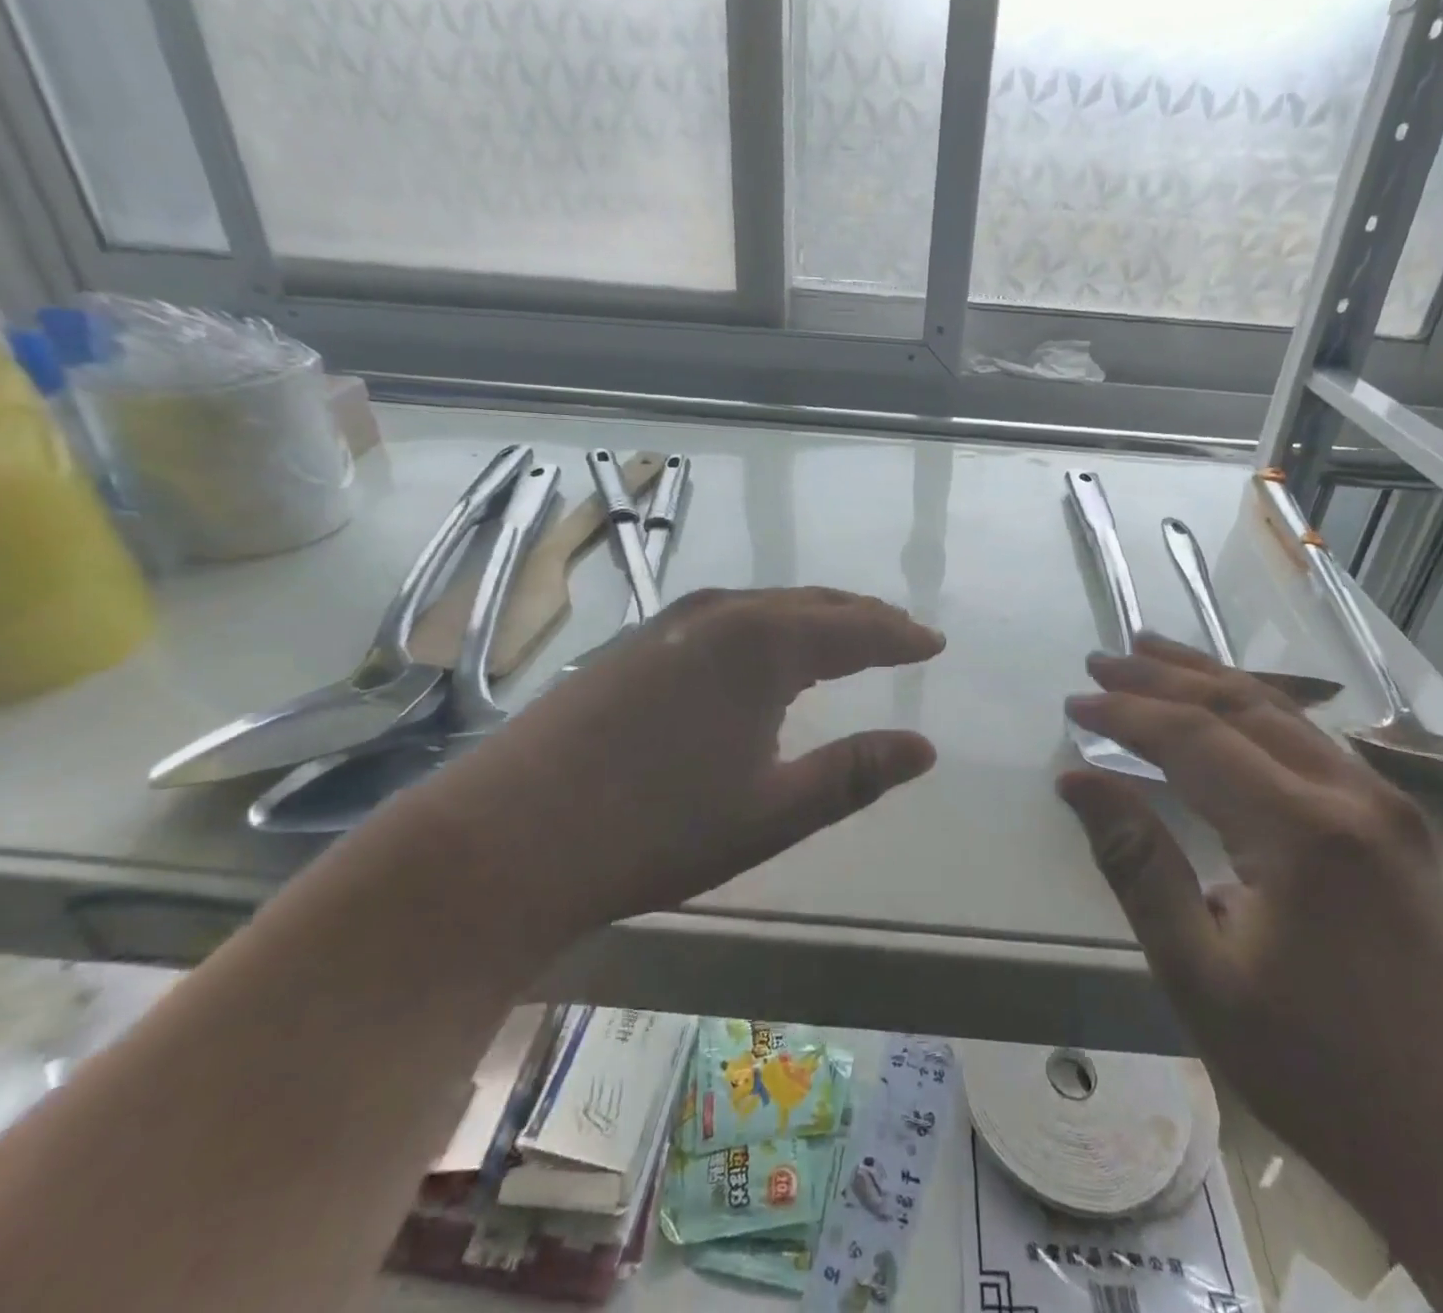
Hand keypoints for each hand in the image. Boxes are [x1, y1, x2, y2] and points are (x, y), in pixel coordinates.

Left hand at [412, 587, 942, 951]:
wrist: (507, 838)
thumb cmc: (656, 829)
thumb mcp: (773, 811)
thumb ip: (853, 773)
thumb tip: (925, 748)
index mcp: (763, 644)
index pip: (856, 630)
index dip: (900, 637)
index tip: (934, 641)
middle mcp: (720, 614)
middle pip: (812, 604)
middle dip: (863, 618)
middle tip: (901, 633)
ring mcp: (670, 623)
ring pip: (766, 606)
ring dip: (814, 617)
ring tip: (846, 634)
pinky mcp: (635, 642)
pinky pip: (727, 618)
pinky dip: (767, 626)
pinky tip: (764, 651)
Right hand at [1058, 634, 1442, 1213]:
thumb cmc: (1319, 1066)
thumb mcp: (1200, 974)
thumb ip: (1137, 864)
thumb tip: (1077, 782)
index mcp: (1301, 831)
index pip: (1193, 738)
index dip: (1126, 714)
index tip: (1073, 704)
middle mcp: (1350, 795)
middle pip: (1238, 705)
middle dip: (1161, 677)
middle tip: (1100, 661)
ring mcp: (1384, 805)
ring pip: (1279, 712)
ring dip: (1207, 679)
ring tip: (1151, 652)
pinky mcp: (1397, 825)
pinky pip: (1308, 739)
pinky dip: (1251, 709)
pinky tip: (1227, 707)